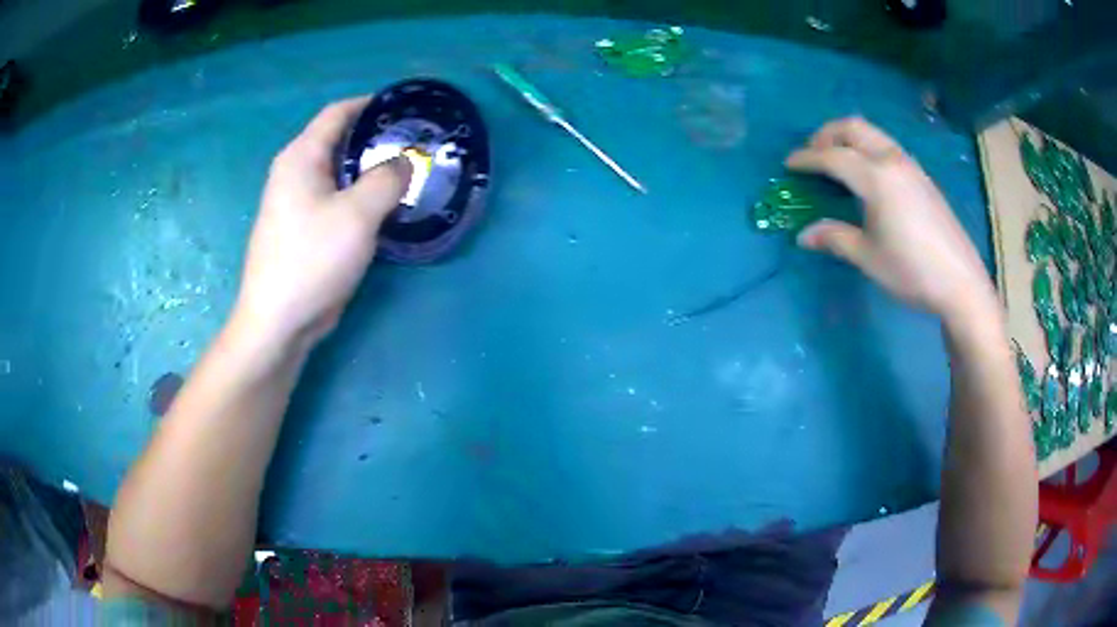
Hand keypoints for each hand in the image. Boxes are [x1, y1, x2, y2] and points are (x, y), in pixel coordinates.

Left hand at [232, 97, 411, 350]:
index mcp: (300, 157)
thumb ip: (387, 179)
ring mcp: (295, 202)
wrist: (278, 320)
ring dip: (369, 168)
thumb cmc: (312, 259)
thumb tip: (404, 161)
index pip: (337, 113)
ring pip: (338, 171)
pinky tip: (383, 205)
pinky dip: (359, 194)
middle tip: (415, 143)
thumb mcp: (358, 214)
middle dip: (375, 137)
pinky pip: (335, 197)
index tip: (406, 108)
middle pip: (338, 140)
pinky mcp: (302, 228)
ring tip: (406, 171)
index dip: (371, 104)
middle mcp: (294, 172)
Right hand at [787, 117, 995, 321]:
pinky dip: (868, 149)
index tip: (789, 164)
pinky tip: (868, 176)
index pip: (833, 157)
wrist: (961, 282)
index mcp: (876, 177)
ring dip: (849, 138)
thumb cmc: (911, 270)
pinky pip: (888, 148)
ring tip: (837, 161)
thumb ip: (834, 238)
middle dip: (827, 134)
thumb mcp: (868, 257)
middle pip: (854, 128)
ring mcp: (911, 167)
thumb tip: (804, 235)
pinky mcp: (923, 178)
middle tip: (813, 153)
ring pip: (873, 134)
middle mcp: (892, 161)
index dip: (807, 158)